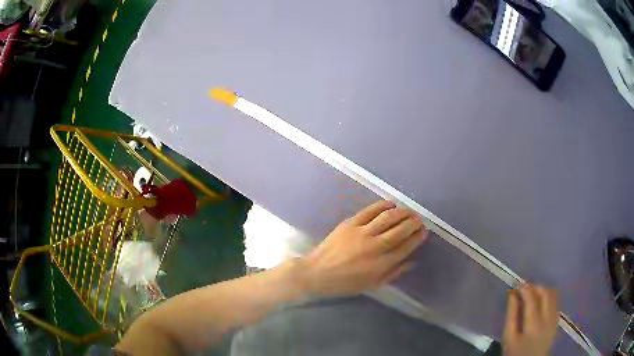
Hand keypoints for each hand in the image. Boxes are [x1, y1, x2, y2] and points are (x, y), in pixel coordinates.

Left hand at [300, 200, 429, 296]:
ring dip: (403, 212)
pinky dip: (383, 205)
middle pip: (401, 230)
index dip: (417, 238)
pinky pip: (370, 210)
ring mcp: (362, 232)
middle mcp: (375, 246)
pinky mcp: (351, 223)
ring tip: (409, 212)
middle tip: (419, 220)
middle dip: (413, 223)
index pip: (406, 246)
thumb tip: (412, 262)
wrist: (318, 272)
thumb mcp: (372, 284)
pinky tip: (391, 204)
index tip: (423, 232)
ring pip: (388, 217)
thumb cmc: (346, 283)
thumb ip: (394, 273)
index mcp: (382, 264)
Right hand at [503, 284, 558, 355]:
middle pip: (546, 293)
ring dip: (542, 292)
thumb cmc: (515, 352)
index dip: (525, 288)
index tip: (517, 285)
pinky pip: (555, 303)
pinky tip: (539, 305)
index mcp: (534, 324)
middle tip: (524, 290)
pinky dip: (547, 299)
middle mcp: (548, 319)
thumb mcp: (509, 337)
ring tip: (532, 296)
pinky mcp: (557, 321)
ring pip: (553, 295)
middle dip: (535, 287)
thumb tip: (513, 294)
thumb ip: (511, 315)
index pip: (532, 298)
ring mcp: (554, 319)